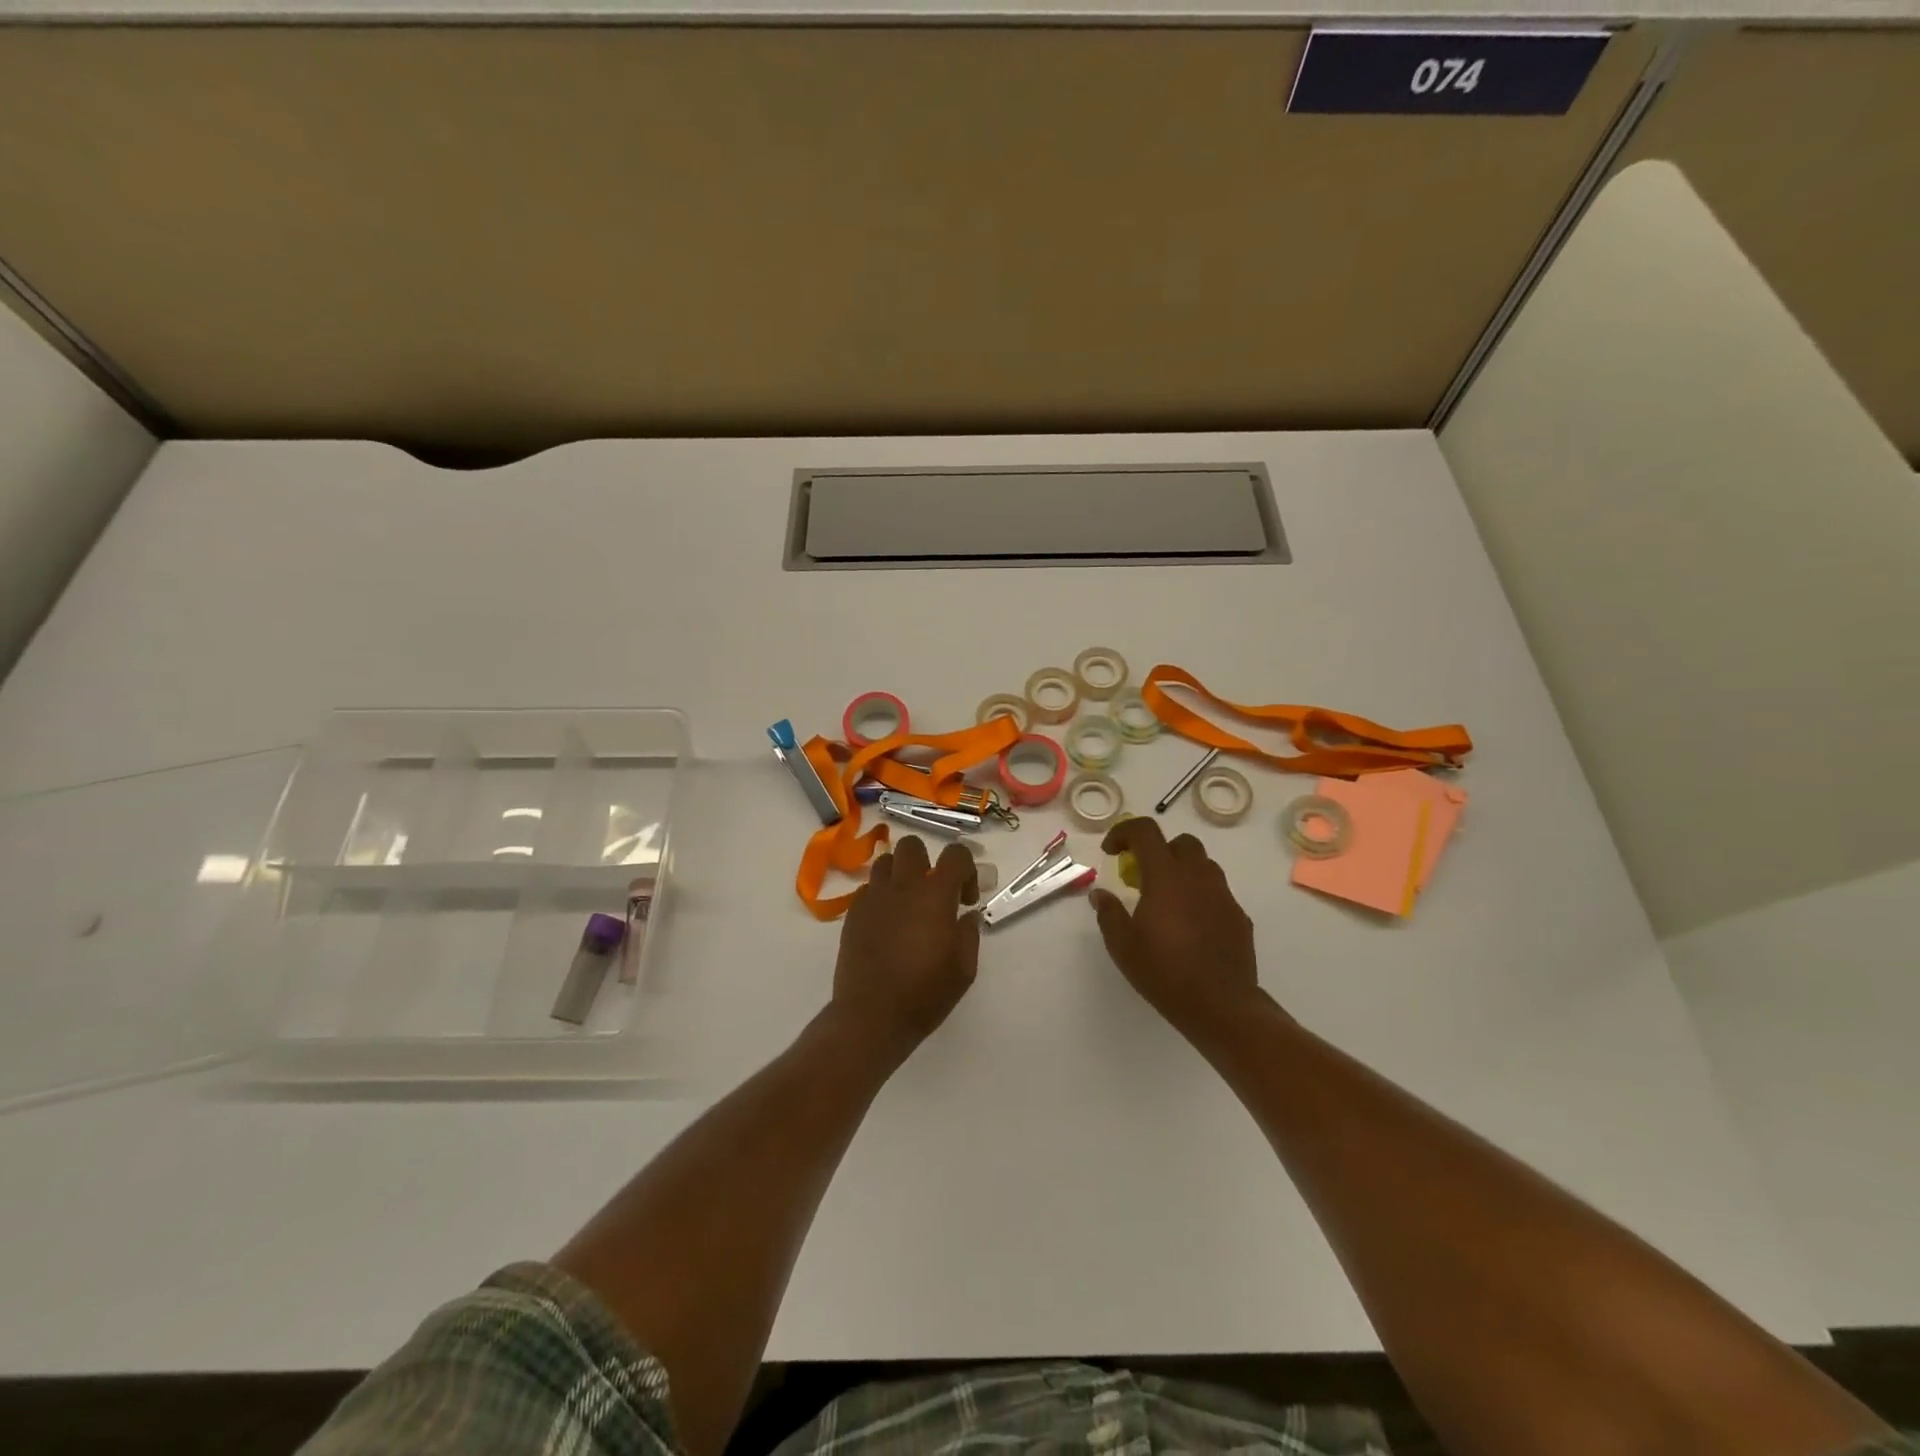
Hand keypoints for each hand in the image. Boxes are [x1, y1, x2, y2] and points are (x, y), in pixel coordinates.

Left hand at [832, 835, 981, 1058]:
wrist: (872, 1016)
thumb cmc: (925, 994)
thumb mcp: (964, 968)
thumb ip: (969, 933)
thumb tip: (967, 914)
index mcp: (935, 895)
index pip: (956, 854)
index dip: (967, 869)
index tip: (966, 899)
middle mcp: (903, 886)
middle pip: (913, 846)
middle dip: (927, 861)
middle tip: (933, 893)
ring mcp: (873, 898)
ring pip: (885, 862)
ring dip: (900, 874)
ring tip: (907, 903)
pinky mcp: (853, 913)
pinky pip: (868, 889)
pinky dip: (881, 896)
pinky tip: (887, 923)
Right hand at [1090, 818, 1265, 1041]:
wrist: (1221, 1005)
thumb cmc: (1164, 971)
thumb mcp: (1122, 945)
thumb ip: (1109, 913)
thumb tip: (1101, 894)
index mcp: (1166, 876)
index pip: (1146, 831)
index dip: (1124, 832)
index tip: (1111, 851)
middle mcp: (1197, 877)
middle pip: (1181, 843)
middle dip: (1159, 850)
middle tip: (1142, 876)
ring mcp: (1223, 896)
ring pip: (1203, 866)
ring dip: (1182, 871)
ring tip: (1167, 900)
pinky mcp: (1239, 917)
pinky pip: (1217, 893)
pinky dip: (1199, 897)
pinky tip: (1190, 926)